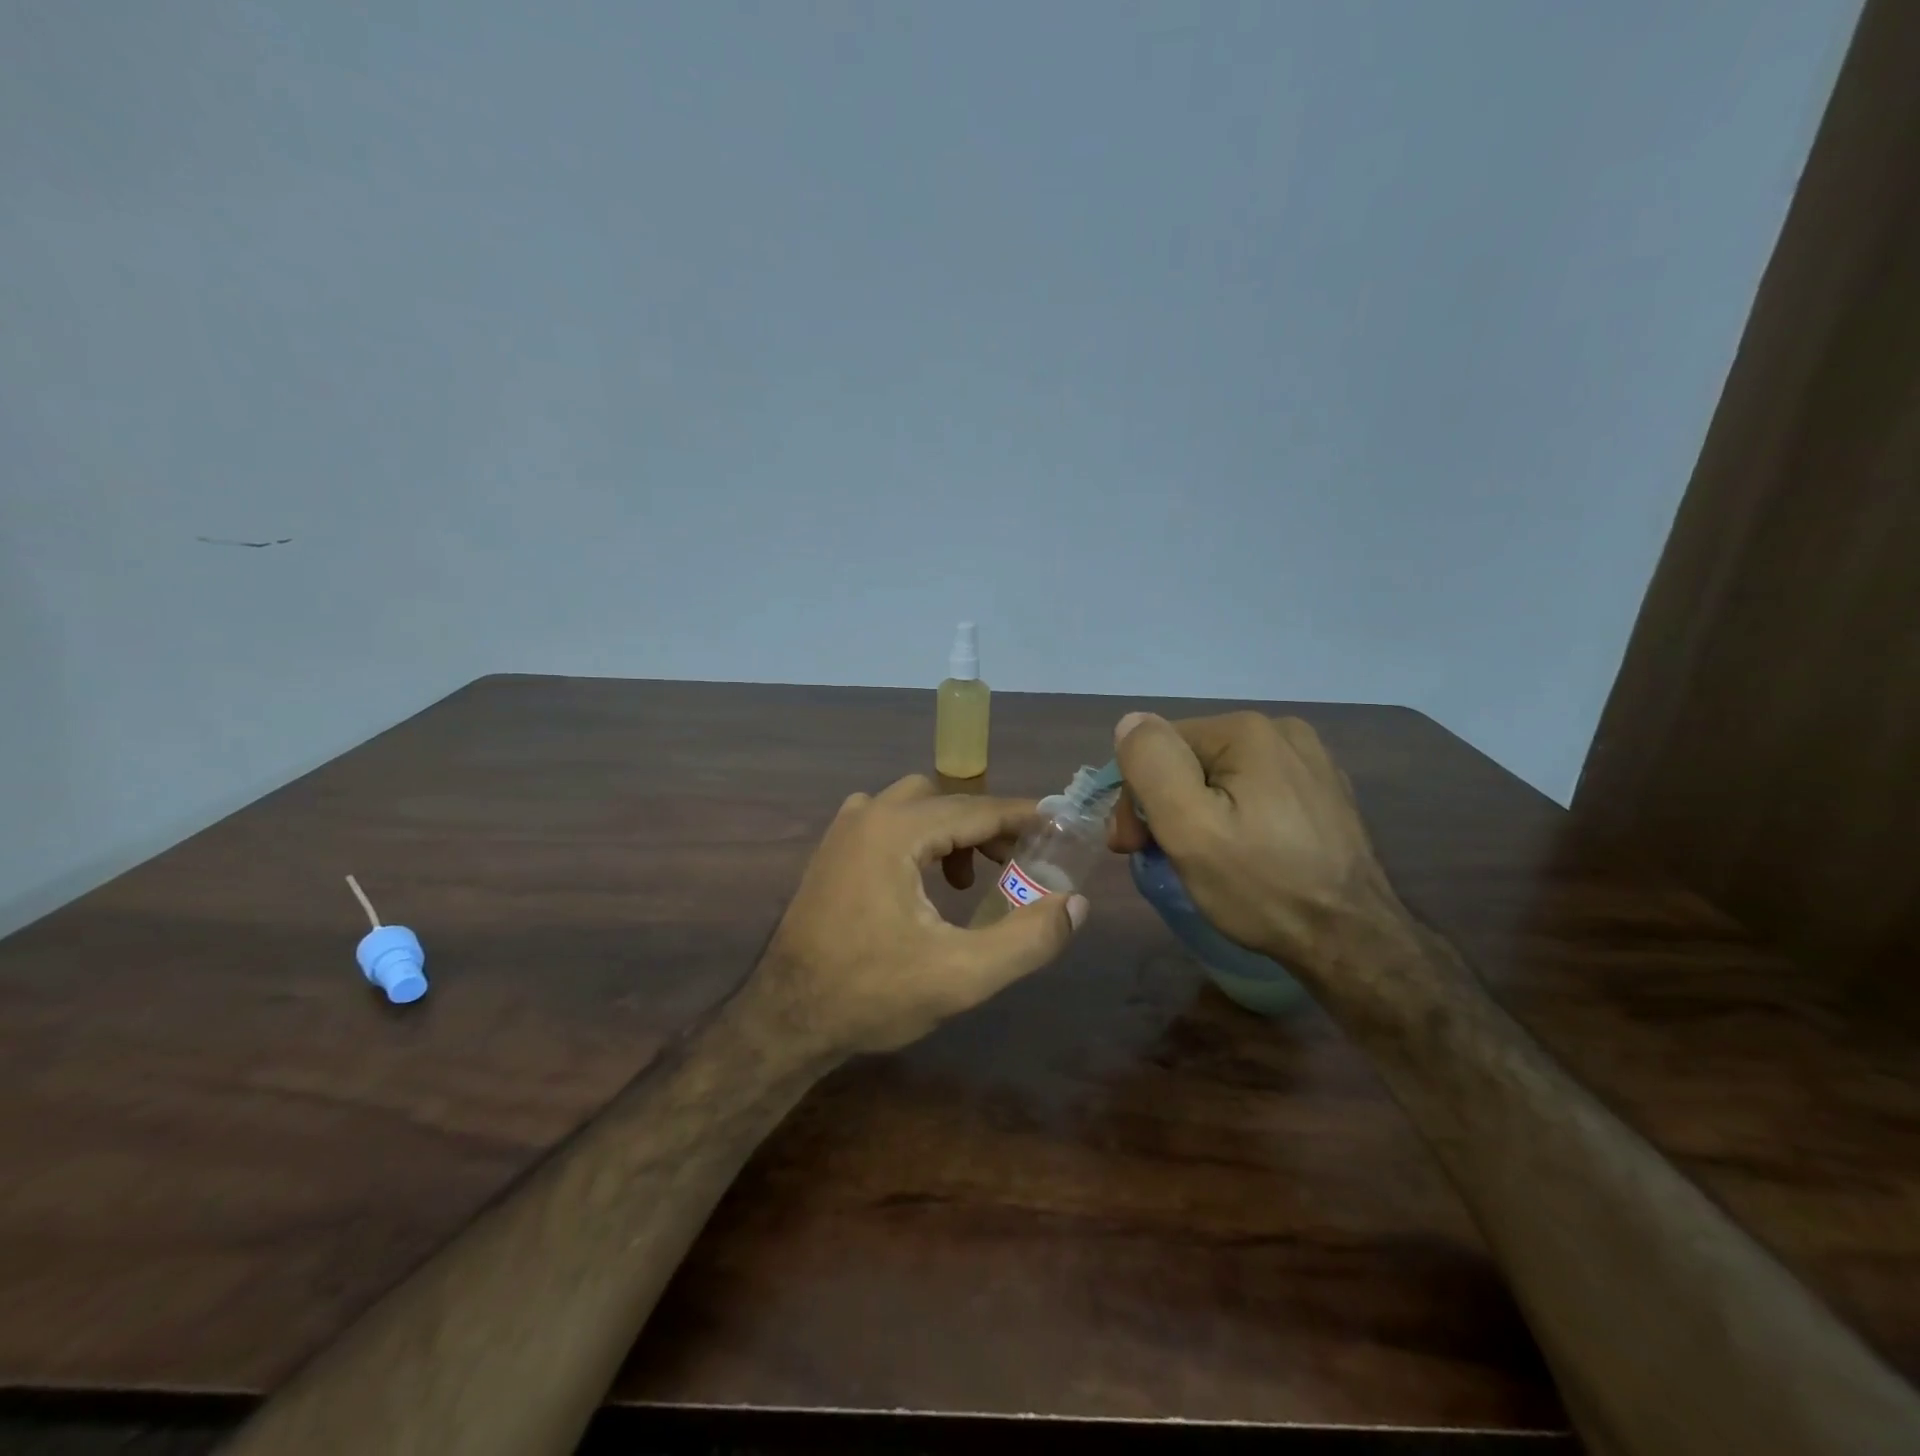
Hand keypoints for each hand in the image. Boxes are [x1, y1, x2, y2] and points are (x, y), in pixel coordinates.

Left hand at [748, 774, 1087, 1063]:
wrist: (786, 1017)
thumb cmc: (872, 994)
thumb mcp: (962, 975)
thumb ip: (1028, 939)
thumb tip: (1076, 904)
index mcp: (897, 830)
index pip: (978, 810)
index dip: (1025, 818)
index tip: (1061, 827)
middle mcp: (869, 814)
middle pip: (948, 802)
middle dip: (989, 828)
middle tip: (1020, 865)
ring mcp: (845, 828)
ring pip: (918, 806)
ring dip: (954, 832)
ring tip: (972, 881)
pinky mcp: (833, 848)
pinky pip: (890, 821)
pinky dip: (922, 838)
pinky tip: (928, 883)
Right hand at [1108, 711, 1409, 976]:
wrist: (1353, 942)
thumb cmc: (1262, 886)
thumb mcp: (1188, 828)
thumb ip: (1152, 765)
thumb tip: (1131, 722)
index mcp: (1247, 731)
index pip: (1159, 745)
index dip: (1136, 795)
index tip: (1131, 845)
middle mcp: (1282, 732)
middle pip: (1190, 759)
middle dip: (1164, 804)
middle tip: (1153, 856)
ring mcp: (1310, 762)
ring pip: (1221, 777)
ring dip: (1196, 812)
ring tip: (1196, 860)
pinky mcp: (1323, 794)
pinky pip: (1255, 792)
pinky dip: (1234, 816)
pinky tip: (1240, 854)